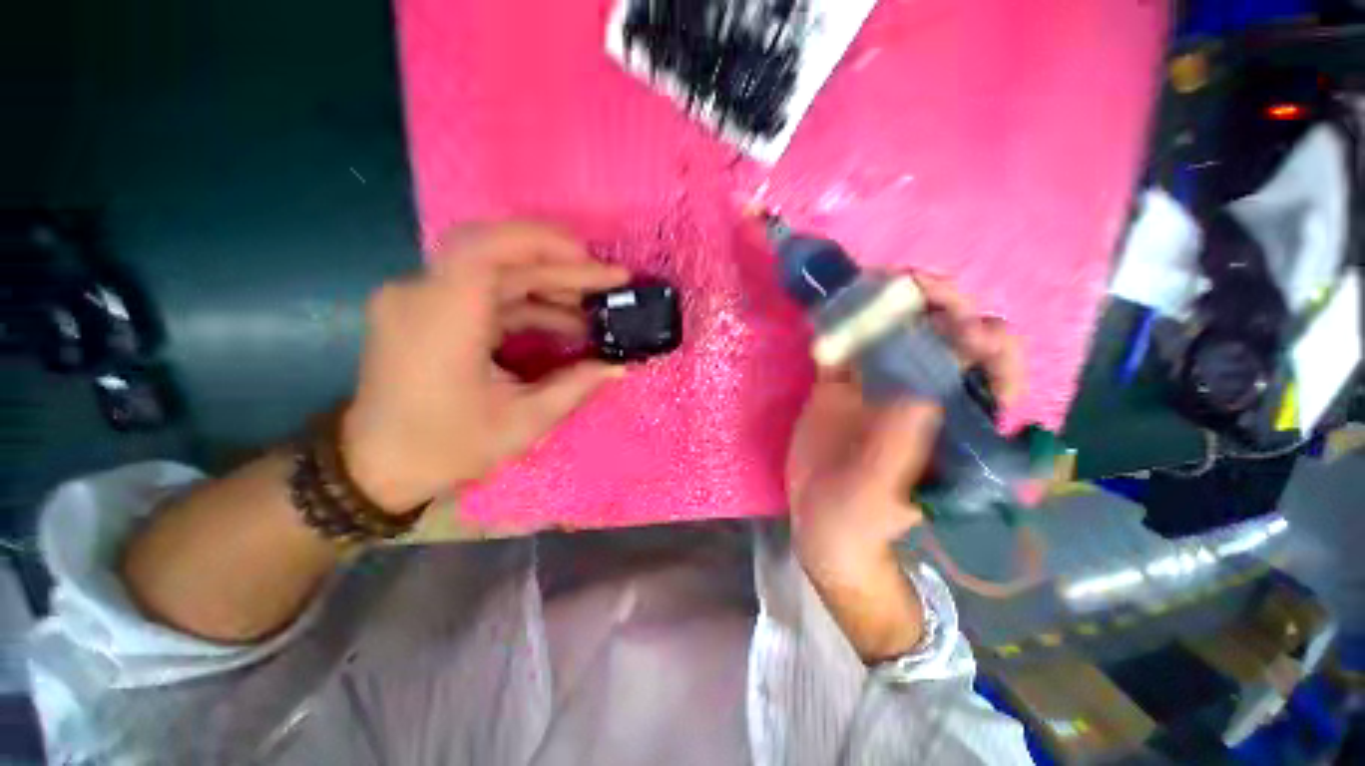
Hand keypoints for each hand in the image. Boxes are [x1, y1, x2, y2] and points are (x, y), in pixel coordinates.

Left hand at [340, 221, 630, 511]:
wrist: (378, 465)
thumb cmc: (445, 448)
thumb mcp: (522, 423)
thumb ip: (575, 387)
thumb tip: (619, 366)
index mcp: (440, 321)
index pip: (483, 250)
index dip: (540, 242)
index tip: (589, 256)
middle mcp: (421, 296)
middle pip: (499, 258)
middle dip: (562, 267)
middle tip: (611, 280)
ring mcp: (420, 299)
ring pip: (496, 273)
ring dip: (549, 286)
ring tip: (594, 310)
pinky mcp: (428, 310)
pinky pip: (485, 293)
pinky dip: (528, 303)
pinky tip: (562, 323)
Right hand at [786, 275, 1023, 660]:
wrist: (817, 519)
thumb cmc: (859, 519)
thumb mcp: (879, 494)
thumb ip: (900, 450)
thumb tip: (922, 395)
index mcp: (955, 427)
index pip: (996, 379)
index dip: (992, 347)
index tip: (968, 329)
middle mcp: (924, 396)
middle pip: (948, 342)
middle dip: (945, 308)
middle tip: (922, 286)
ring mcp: (879, 386)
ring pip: (898, 335)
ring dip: (894, 306)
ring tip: (881, 283)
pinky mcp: (840, 384)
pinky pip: (844, 347)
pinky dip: (841, 325)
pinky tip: (836, 306)